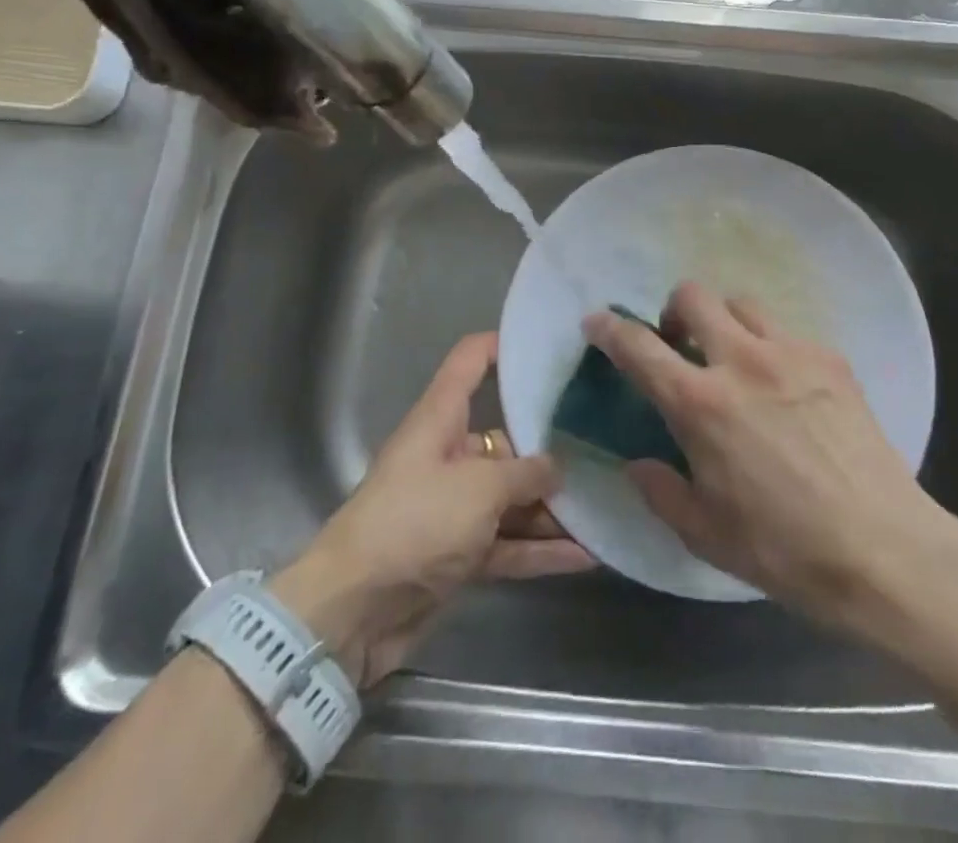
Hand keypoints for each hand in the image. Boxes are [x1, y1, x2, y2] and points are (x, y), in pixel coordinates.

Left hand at [269, 332, 592, 687]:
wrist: (352, 612)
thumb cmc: (415, 523)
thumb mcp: (479, 489)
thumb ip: (525, 474)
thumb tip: (557, 467)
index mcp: (441, 419)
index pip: (470, 362)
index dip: (503, 345)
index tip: (548, 345)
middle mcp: (449, 455)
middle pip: (506, 438)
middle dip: (551, 447)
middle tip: (604, 443)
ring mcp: (455, 507)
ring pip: (512, 497)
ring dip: (553, 507)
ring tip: (605, 502)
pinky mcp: (460, 554)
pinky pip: (508, 542)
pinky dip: (541, 549)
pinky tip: (587, 554)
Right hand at [583, 282, 935, 627]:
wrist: (884, 550)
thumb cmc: (785, 550)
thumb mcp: (706, 534)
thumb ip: (661, 491)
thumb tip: (639, 464)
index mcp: (701, 404)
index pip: (639, 348)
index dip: (610, 329)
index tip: (597, 321)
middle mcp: (741, 361)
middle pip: (693, 296)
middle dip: (674, 310)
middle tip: (679, 343)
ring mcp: (791, 352)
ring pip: (742, 303)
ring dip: (724, 321)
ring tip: (733, 357)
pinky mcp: (830, 358)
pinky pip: (787, 331)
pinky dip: (770, 346)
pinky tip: (784, 386)